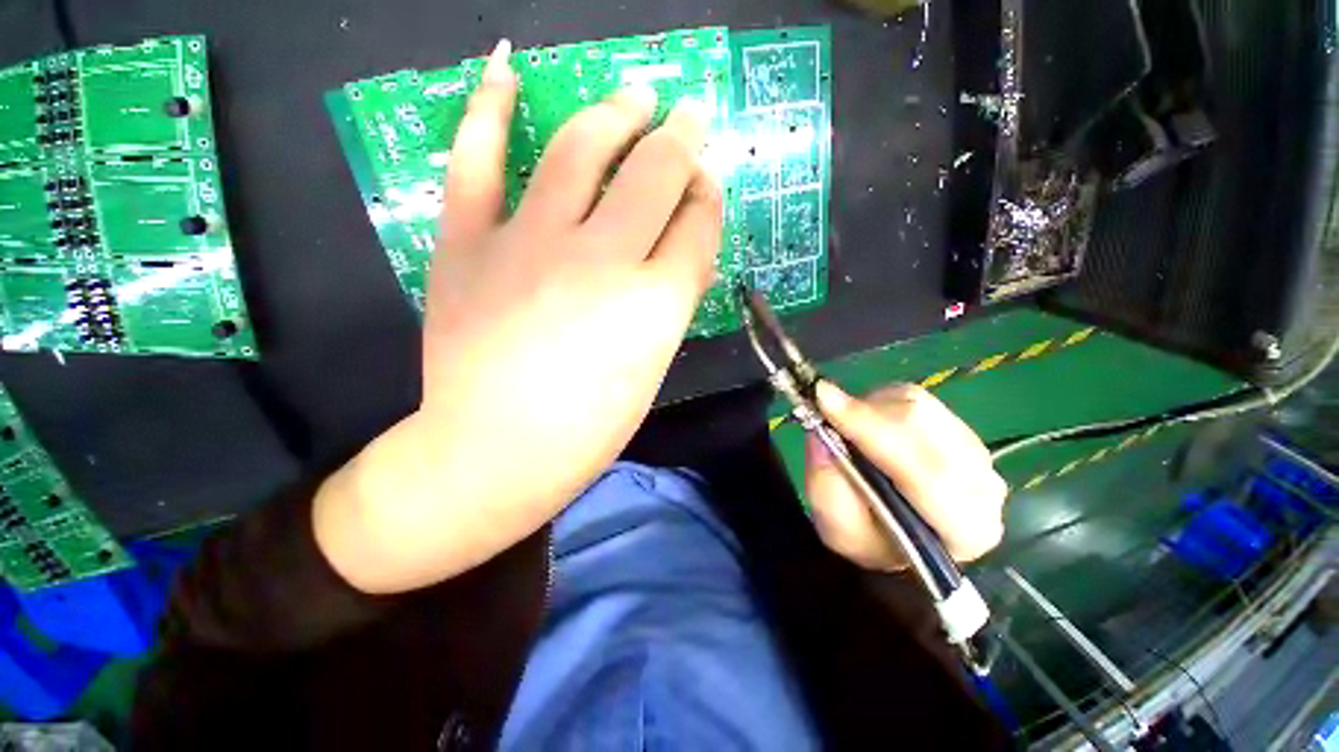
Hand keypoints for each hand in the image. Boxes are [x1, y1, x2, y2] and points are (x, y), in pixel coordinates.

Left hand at [315, 39, 722, 593]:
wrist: (495, 452)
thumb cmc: (588, 428)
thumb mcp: (651, 369)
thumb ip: (669, 304)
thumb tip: (683, 253)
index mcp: (655, 304)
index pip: (698, 226)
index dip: (708, 200)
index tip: (708, 185)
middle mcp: (601, 261)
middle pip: (656, 175)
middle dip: (683, 140)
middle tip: (689, 116)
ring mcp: (529, 244)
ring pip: (582, 150)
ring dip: (617, 113)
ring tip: (634, 94)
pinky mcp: (468, 244)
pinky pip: (477, 160)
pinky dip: (488, 109)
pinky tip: (505, 68)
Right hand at [805, 382, 1007, 570]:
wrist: (895, 536)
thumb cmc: (867, 540)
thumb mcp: (836, 529)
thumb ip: (828, 487)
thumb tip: (820, 433)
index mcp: (964, 528)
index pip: (922, 470)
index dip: (869, 430)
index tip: (824, 401)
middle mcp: (984, 487)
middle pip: (922, 427)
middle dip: (865, 414)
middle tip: (823, 405)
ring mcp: (978, 453)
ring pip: (918, 407)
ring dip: (870, 408)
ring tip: (844, 423)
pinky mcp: (962, 428)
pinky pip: (917, 399)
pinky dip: (880, 402)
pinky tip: (866, 420)